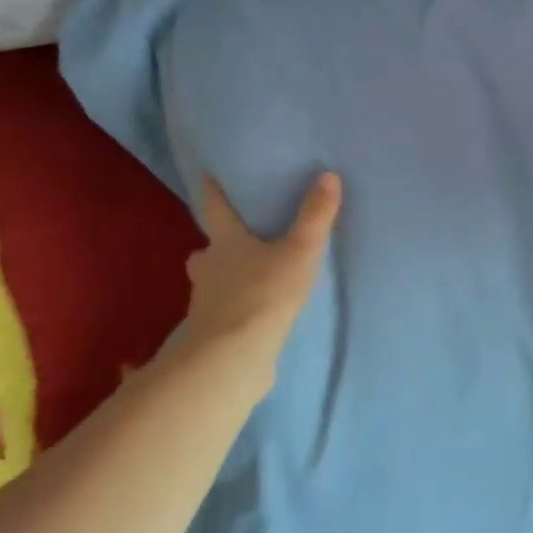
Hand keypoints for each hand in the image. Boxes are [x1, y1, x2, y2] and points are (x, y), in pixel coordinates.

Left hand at [180, 172, 342, 361]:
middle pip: (207, 248)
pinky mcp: (211, 332)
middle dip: (218, 243)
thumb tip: (328, 175)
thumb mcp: (299, 251)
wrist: (233, 357)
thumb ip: (315, 216)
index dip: (212, 189)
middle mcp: (208, 267)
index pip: (214, 206)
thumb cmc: (263, 294)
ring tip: (247, 277)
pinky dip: (232, 308)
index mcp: (225, 241)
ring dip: (222, 276)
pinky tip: (249, 313)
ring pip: (210, 281)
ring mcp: (204, 302)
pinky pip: (221, 311)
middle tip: (236, 238)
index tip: (207, 174)